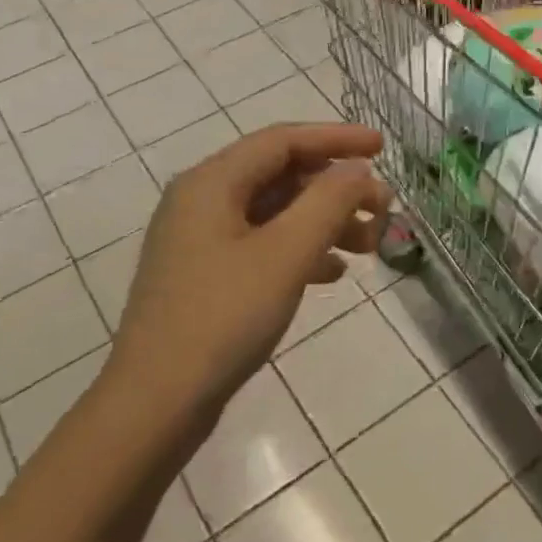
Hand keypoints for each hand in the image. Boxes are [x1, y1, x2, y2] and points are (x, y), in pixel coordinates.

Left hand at [111, 123, 390, 443]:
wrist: (157, 402)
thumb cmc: (223, 318)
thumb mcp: (285, 254)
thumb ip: (328, 202)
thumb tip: (358, 170)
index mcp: (211, 183)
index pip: (282, 141)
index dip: (337, 139)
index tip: (383, 148)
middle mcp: (201, 201)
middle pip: (280, 176)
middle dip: (336, 189)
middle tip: (384, 209)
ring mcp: (200, 241)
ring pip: (275, 213)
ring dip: (324, 222)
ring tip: (369, 246)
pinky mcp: (206, 276)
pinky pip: (262, 245)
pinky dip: (301, 250)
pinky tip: (333, 274)